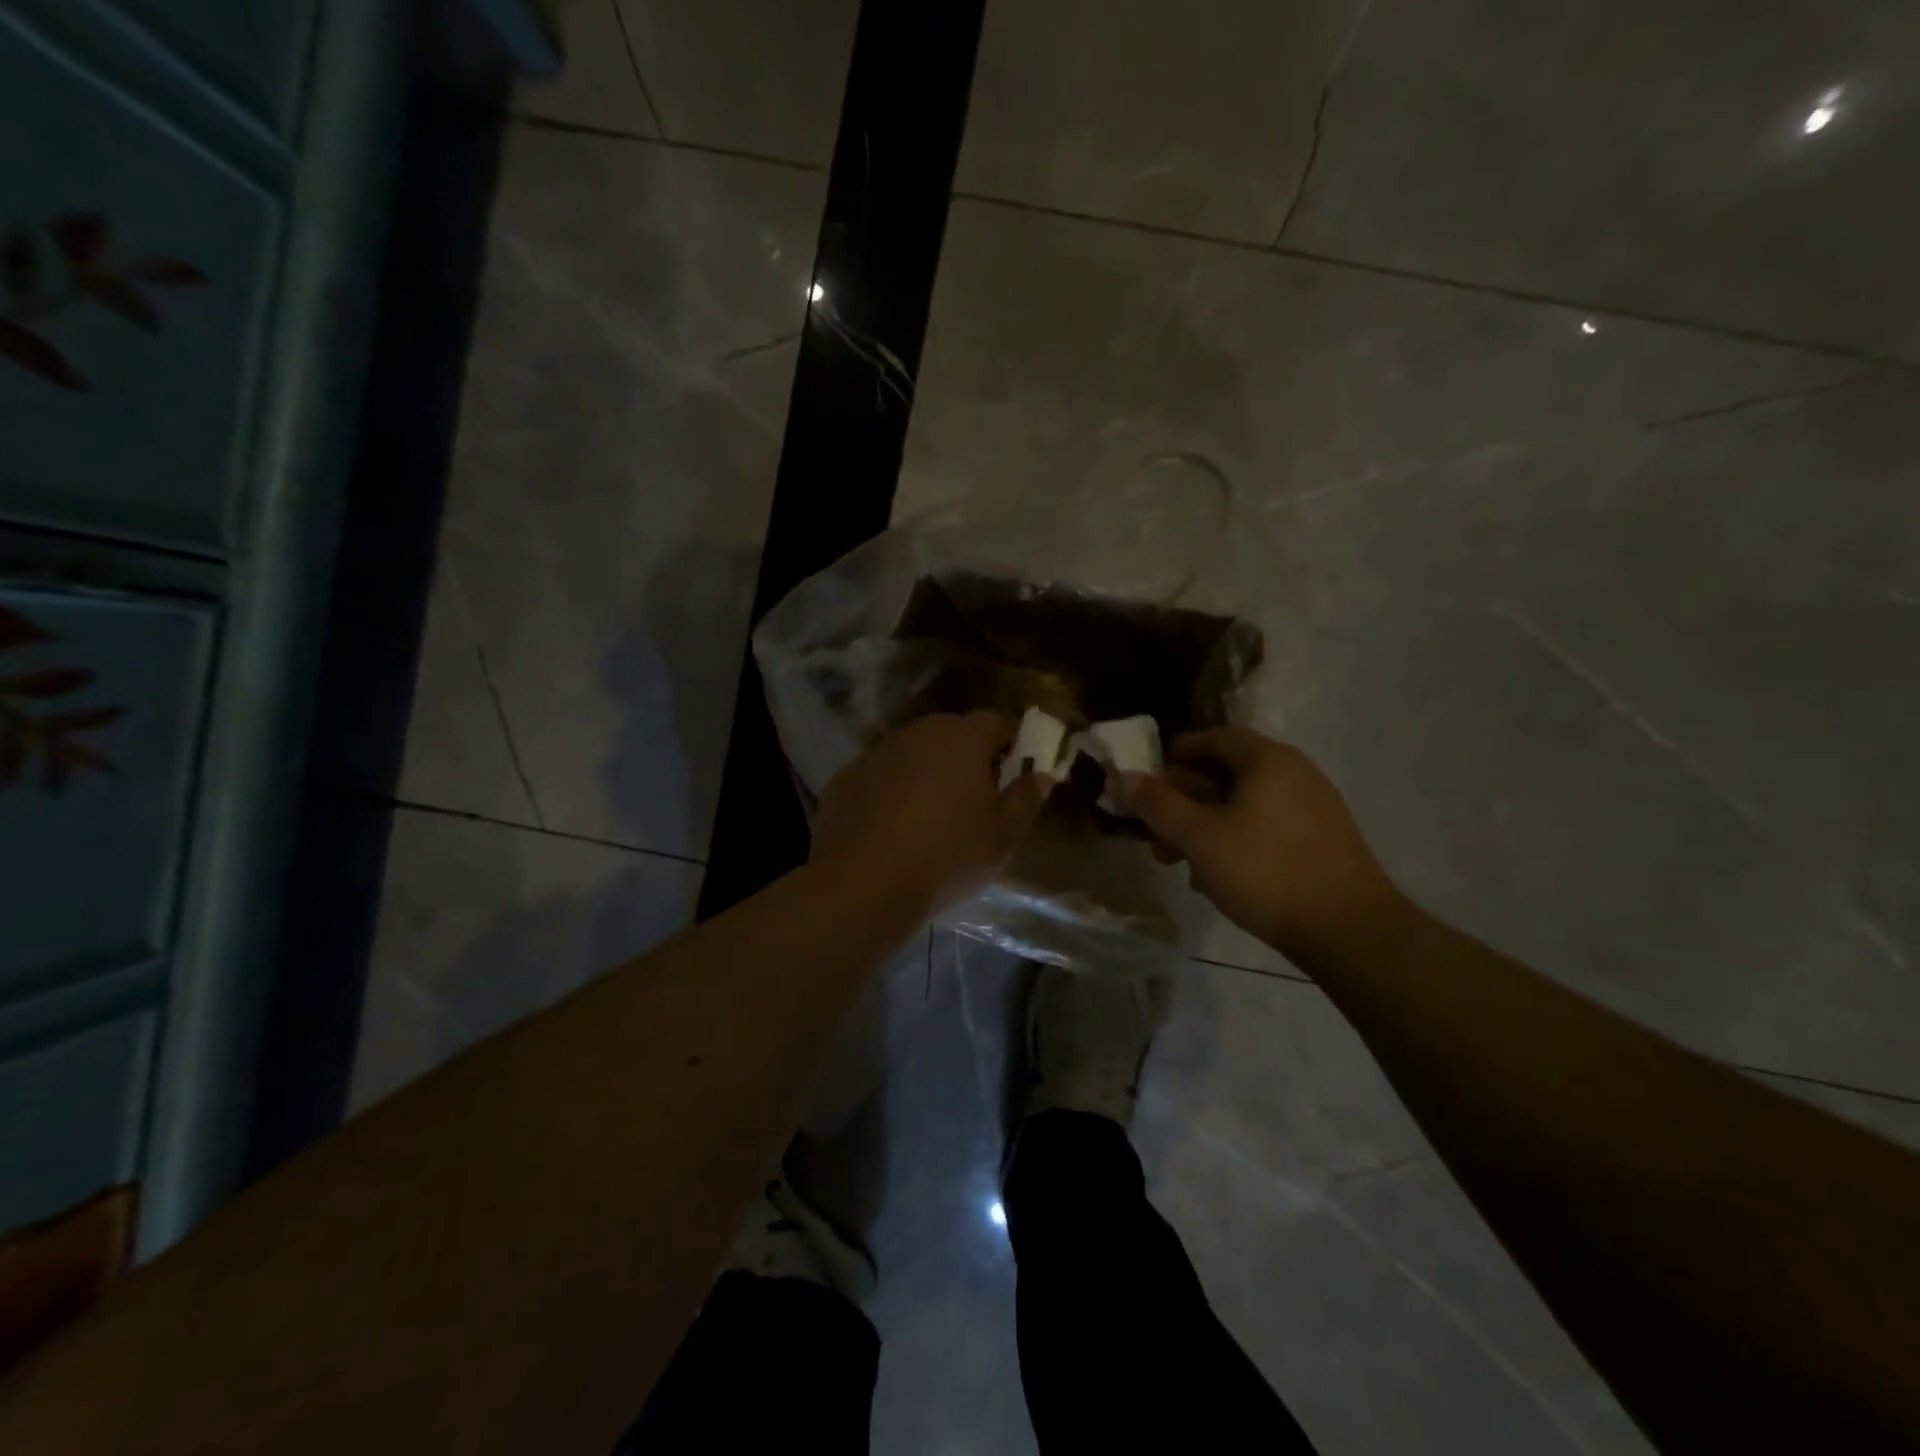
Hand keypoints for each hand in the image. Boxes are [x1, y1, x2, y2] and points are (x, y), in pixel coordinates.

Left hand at [811, 711, 1051, 914]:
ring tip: (928, 815)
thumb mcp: (1002, 835)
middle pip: (949, 734)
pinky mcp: (844, 778)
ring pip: (911, 754)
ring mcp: (876, 753)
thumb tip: (1041, 775)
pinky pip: (879, 777)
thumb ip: (1025, 799)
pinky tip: (889, 828)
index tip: (1010, 771)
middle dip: (964, 757)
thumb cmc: (948, 855)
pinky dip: (888, 792)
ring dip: (924, 772)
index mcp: (962, 738)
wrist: (865, 883)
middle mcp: (917, 733)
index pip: (994, 723)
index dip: (1007, 744)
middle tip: (972, 797)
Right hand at [1119, 727, 1404, 958]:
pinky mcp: (1321, 841)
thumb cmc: (1265, 871)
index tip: (1147, 777)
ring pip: (1243, 805)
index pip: (1215, 737)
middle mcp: (1295, 774)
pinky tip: (1215, 877)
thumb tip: (1126, 778)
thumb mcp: (1198, 837)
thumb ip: (1158, 804)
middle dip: (1183, 799)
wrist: (1349, 930)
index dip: (1177, 752)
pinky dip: (1233, 840)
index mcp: (1268, 760)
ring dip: (1204, 825)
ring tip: (1177, 862)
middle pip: (1226, 772)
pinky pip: (1265, 827)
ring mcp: (1313, 808)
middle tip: (1155, 831)